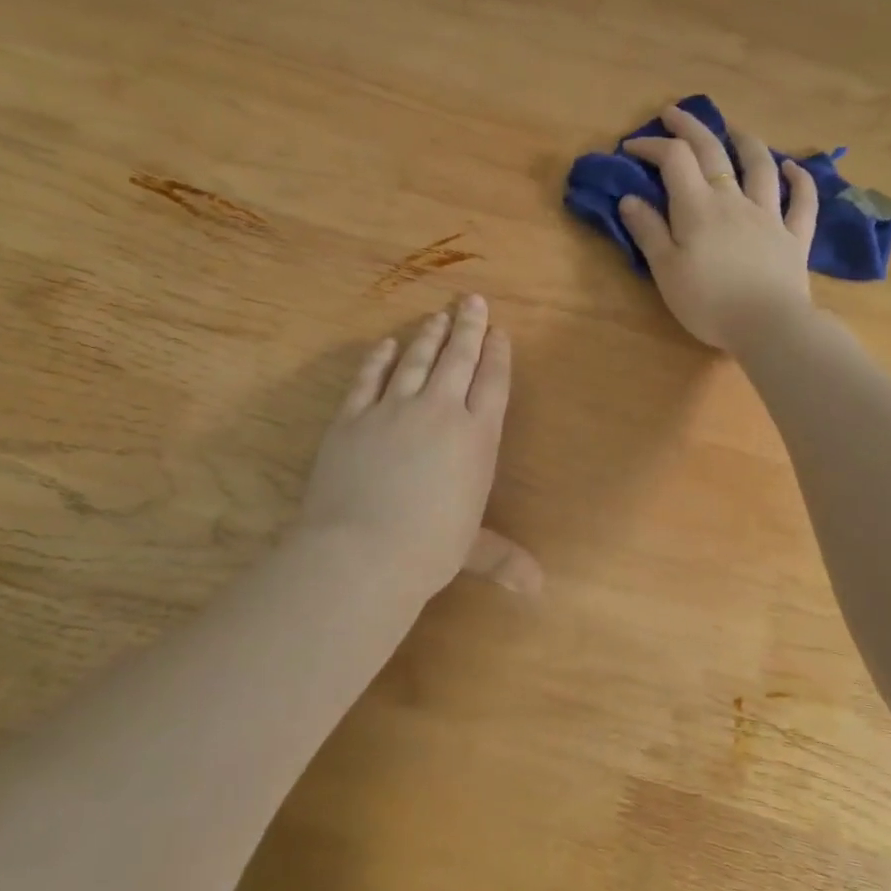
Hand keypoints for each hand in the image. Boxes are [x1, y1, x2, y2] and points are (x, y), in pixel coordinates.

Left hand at [297, 295, 537, 602]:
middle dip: (468, 327)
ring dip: (429, 335)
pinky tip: (386, 344)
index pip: (492, 383)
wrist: (361, 551)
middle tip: (472, 300)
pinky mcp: (353, 416)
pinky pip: (368, 378)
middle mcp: (439, 411)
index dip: (497, 354)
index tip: (499, 331)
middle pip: (458, 358)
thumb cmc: (428, 550)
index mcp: (476, 437)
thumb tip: (538, 590)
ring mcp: (393, 409)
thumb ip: (503, 557)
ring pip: (416, 360)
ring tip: (437, 315)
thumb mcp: (471, 549)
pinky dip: (378, 358)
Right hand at [618, 104, 818, 351]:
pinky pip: (802, 201)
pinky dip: (799, 179)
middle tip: (674, 113)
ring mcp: (769, 215)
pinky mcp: (795, 237)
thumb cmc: (708, 302)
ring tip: (734, 130)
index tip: (632, 147)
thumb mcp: (665, 269)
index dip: (652, 145)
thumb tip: (629, 198)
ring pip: (760, 167)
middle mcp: (734, 200)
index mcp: (698, 207)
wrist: (768, 326)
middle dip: (691, 127)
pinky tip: (792, 167)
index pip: (674, 160)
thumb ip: (648, 230)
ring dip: (746, 142)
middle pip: (713, 152)